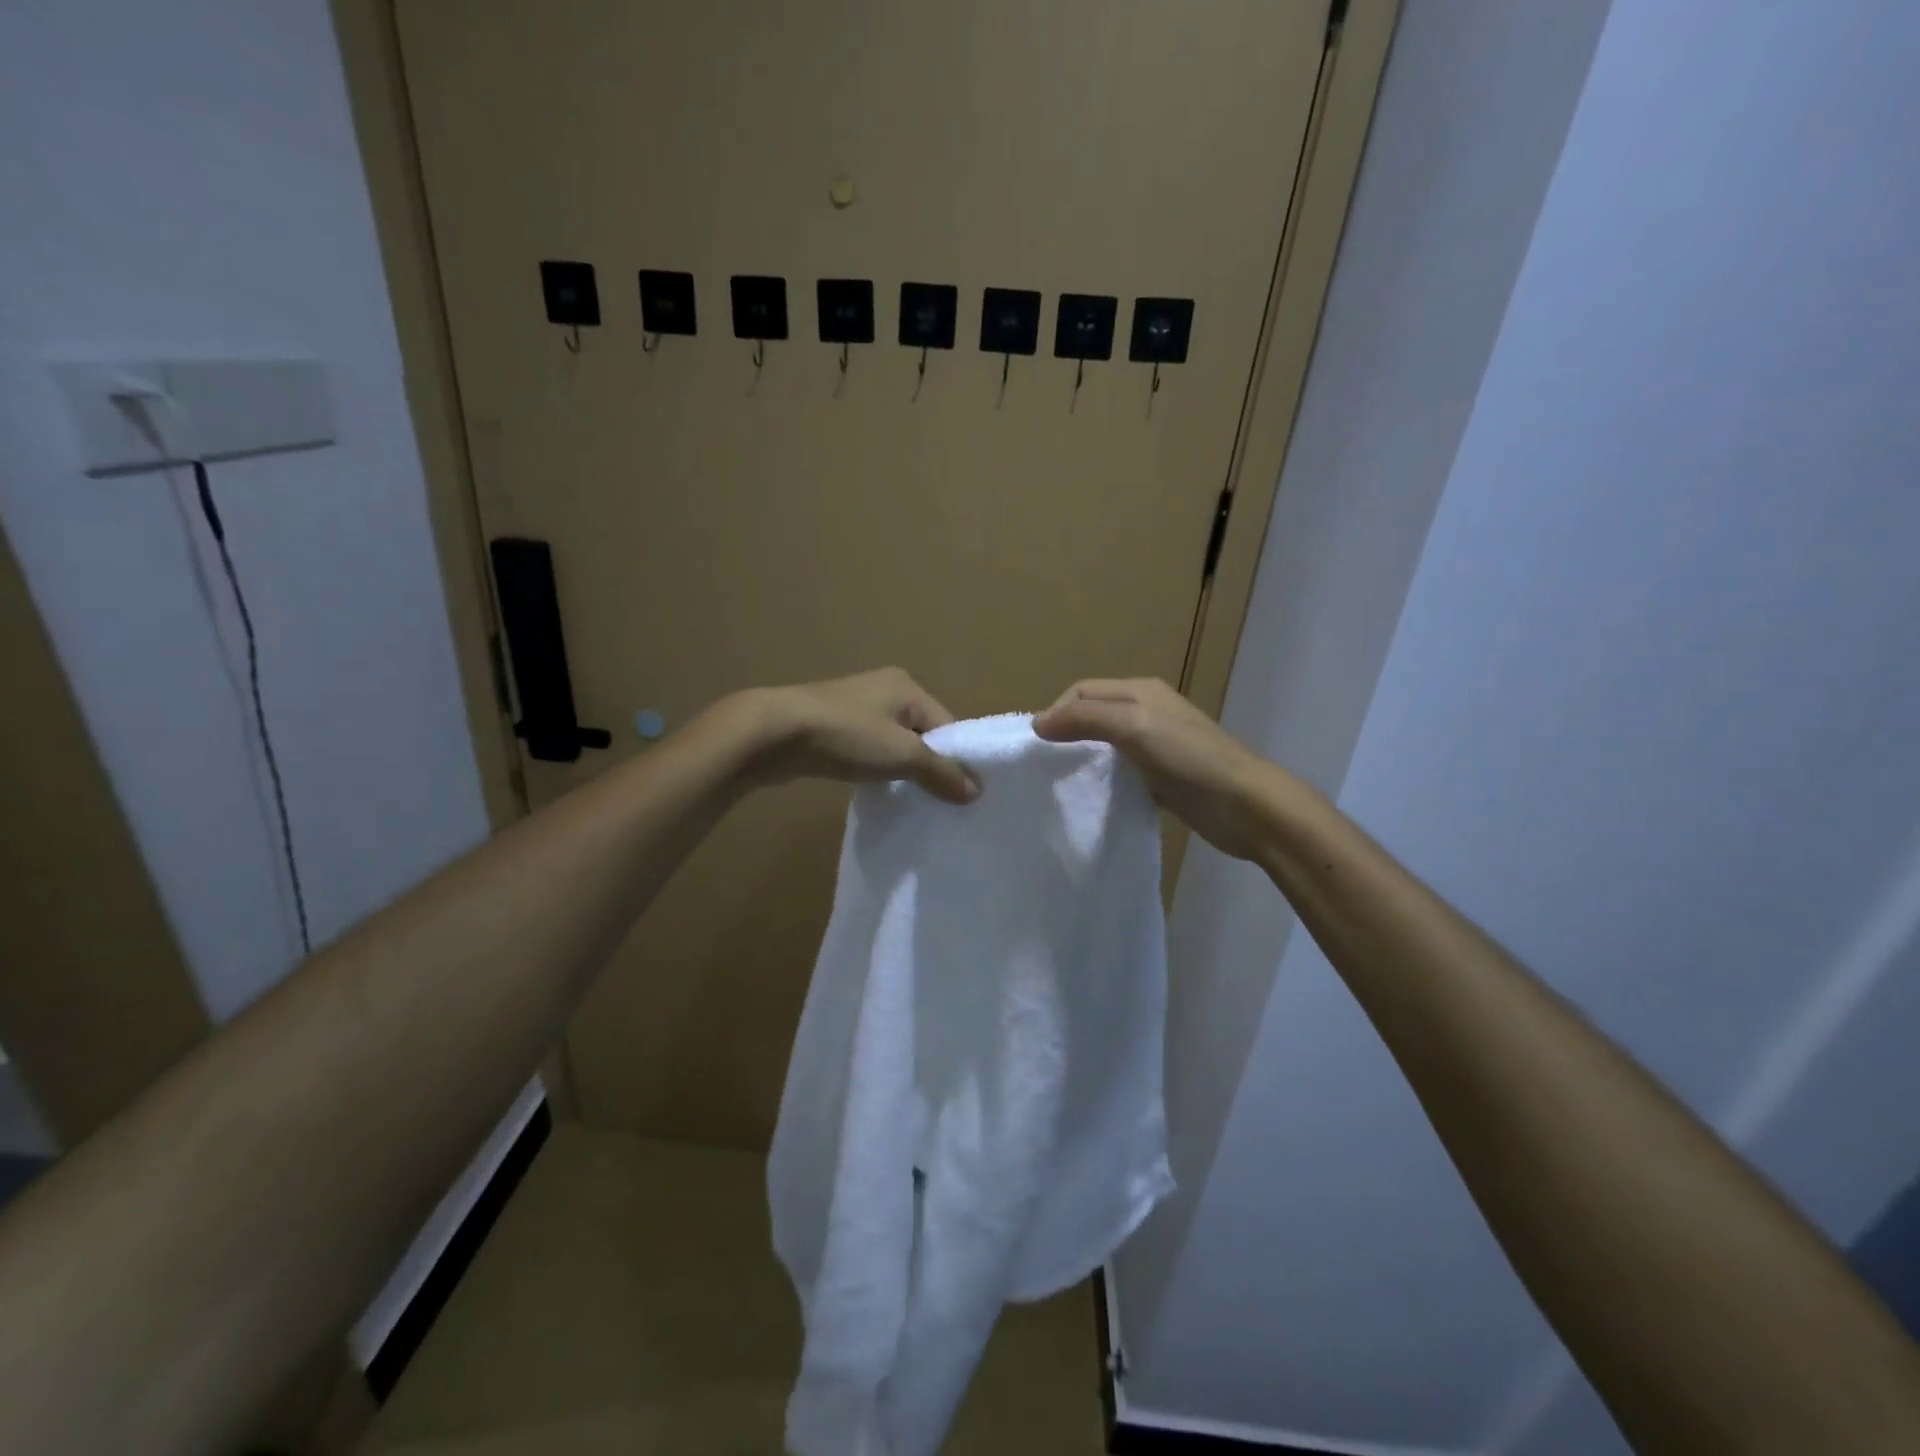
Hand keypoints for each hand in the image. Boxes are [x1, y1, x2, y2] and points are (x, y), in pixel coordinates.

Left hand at [744, 668, 980, 804]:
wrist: (773, 734)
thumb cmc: (847, 736)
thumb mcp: (903, 755)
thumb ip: (942, 773)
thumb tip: (976, 791)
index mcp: (907, 686)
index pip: (948, 725)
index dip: (957, 759)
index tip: (963, 794)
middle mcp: (884, 690)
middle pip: (922, 734)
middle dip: (929, 766)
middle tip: (938, 802)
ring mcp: (854, 708)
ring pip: (893, 743)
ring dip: (901, 770)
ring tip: (908, 800)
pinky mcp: (831, 727)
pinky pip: (868, 750)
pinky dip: (875, 768)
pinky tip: (875, 790)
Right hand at [1034, 678, 1274, 858]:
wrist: (1244, 805)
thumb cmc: (1188, 757)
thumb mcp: (1133, 725)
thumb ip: (1085, 718)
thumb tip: (1038, 723)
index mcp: (1139, 691)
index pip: (1082, 691)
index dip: (1056, 712)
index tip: (1037, 746)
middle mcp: (1146, 711)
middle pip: (1092, 714)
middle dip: (1066, 732)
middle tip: (1044, 763)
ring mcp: (1156, 745)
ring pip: (1105, 744)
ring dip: (1083, 756)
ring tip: (1062, 779)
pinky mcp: (1161, 777)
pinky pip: (1121, 771)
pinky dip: (1103, 778)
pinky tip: (1093, 795)